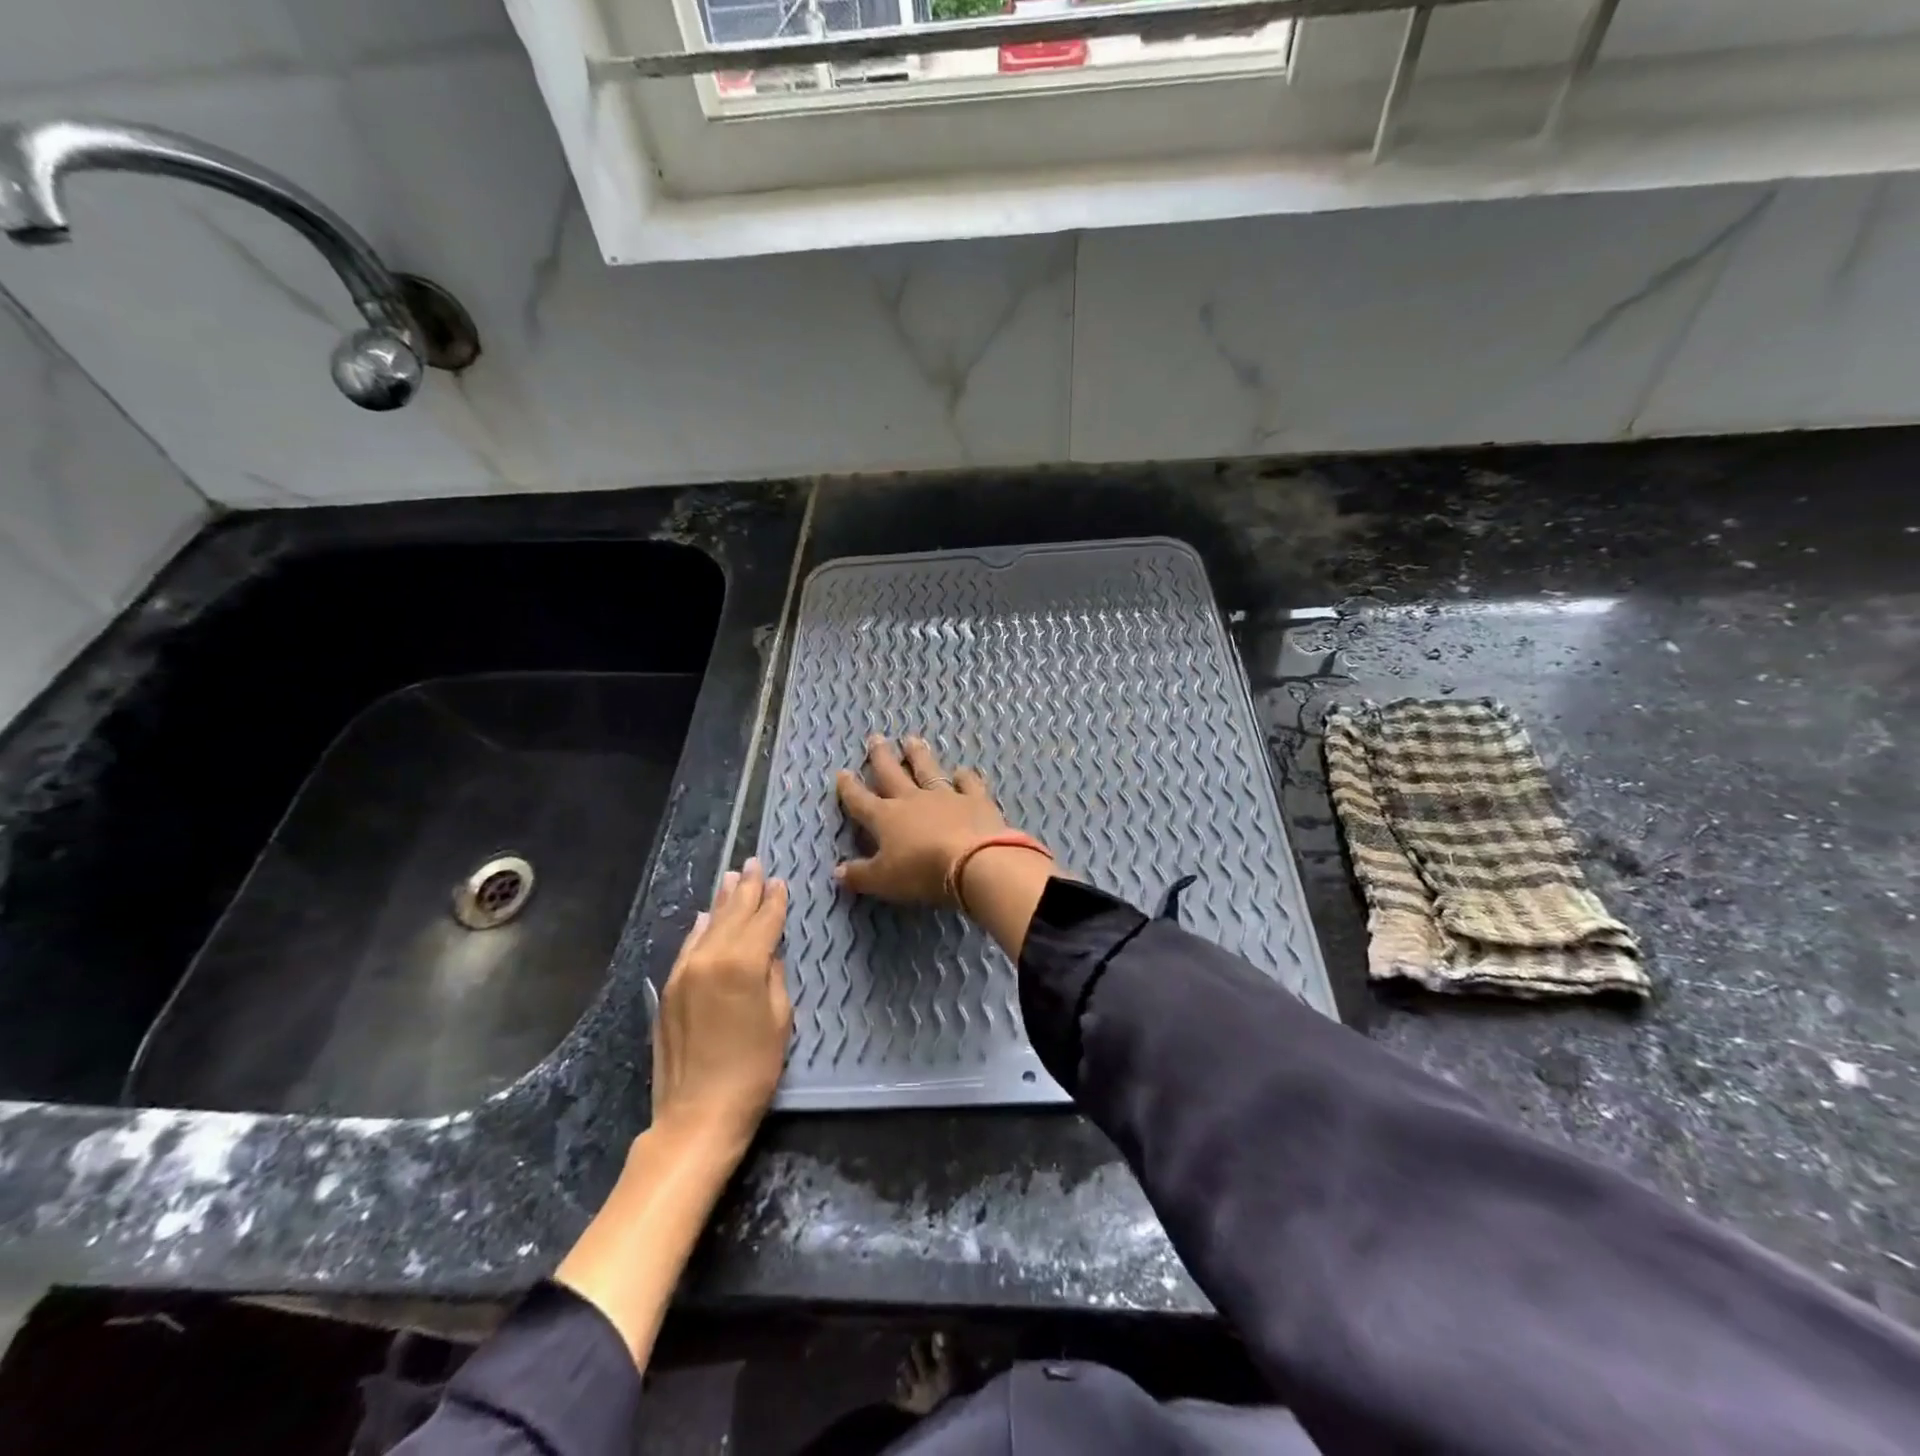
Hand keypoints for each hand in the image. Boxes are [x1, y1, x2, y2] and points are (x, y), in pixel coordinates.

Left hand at [650, 858, 791, 1161]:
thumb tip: (768, 953)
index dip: (775, 901)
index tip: (781, 882)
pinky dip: (699, 929)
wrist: (697, 1113)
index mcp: (744, 964)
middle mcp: (711, 958)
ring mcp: (684, 972)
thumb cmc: (753, 1070)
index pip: (764, 921)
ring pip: (708, 926)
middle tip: (755, 863)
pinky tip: (704, 917)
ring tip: (733, 878)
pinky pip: (687, 947)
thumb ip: (774, 977)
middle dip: (747, 889)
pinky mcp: (669, 989)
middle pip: (733, 915)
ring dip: (722, 902)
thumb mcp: (780, 1020)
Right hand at [833, 734, 1014, 905]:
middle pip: (892, 773)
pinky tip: (962, 771)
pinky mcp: (976, 800)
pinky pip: (968, 783)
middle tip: (876, 737)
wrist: (974, 862)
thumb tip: (837, 872)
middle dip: (881, 757)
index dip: (849, 788)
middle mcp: (913, 800)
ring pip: (928, 770)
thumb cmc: (922, 872)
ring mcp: (946, 796)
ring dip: (918, 755)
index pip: (861, 801)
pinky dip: (965, 776)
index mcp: (886, 818)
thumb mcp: (883, 881)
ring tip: (912, 740)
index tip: (841, 772)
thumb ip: (859, 875)